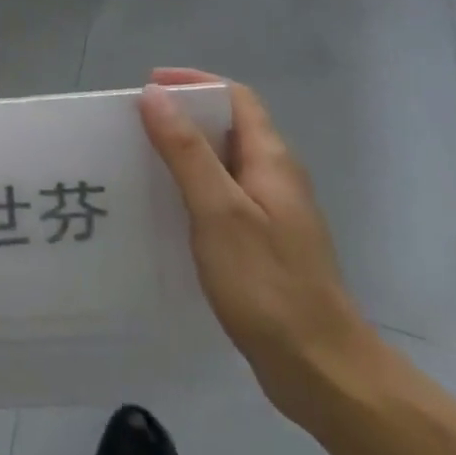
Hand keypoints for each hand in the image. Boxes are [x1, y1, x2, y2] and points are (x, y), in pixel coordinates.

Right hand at [138, 68, 379, 429]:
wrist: (322, 371)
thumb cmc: (267, 283)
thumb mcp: (218, 210)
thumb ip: (186, 150)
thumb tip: (154, 94)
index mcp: (272, 160)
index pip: (236, 97)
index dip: (194, 83)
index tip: (149, 86)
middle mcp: (276, 178)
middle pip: (228, 126)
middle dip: (182, 115)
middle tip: (134, 122)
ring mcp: (272, 213)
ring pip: (222, 163)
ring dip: (183, 151)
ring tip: (138, 158)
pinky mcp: (262, 244)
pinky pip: (221, 196)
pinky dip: (191, 187)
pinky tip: (164, 207)